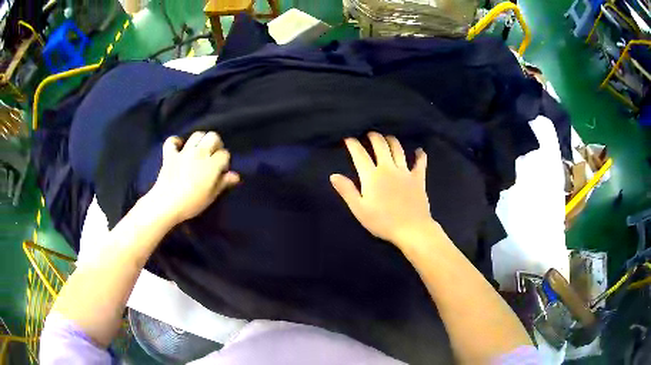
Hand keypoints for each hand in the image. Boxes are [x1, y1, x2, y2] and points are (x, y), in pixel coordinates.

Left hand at [147, 131, 239, 224]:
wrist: (167, 204)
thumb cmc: (192, 203)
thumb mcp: (211, 196)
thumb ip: (223, 183)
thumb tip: (235, 175)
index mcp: (212, 164)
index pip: (224, 154)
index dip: (225, 162)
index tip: (221, 172)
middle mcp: (199, 153)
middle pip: (213, 137)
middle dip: (216, 144)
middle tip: (213, 157)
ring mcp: (184, 152)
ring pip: (196, 135)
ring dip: (200, 140)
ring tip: (199, 150)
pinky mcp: (170, 154)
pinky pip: (172, 141)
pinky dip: (175, 142)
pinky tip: (178, 148)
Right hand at [330, 132, 434, 247]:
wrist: (412, 229)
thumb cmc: (383, 222)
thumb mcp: (359, 209)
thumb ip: (347, 191)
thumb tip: (333, 175)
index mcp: (372, 176)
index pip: (359, 154)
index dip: (353, 144)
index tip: (348, 139)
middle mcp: (388, 168)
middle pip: (380, 145)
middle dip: (373, 137)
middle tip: (369, 134)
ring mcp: (405, 171)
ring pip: (398, 149)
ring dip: (392, 140)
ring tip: (387, 138)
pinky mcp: (418, 178)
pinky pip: (420, 163)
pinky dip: (420, 155)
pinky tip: (419, 151)